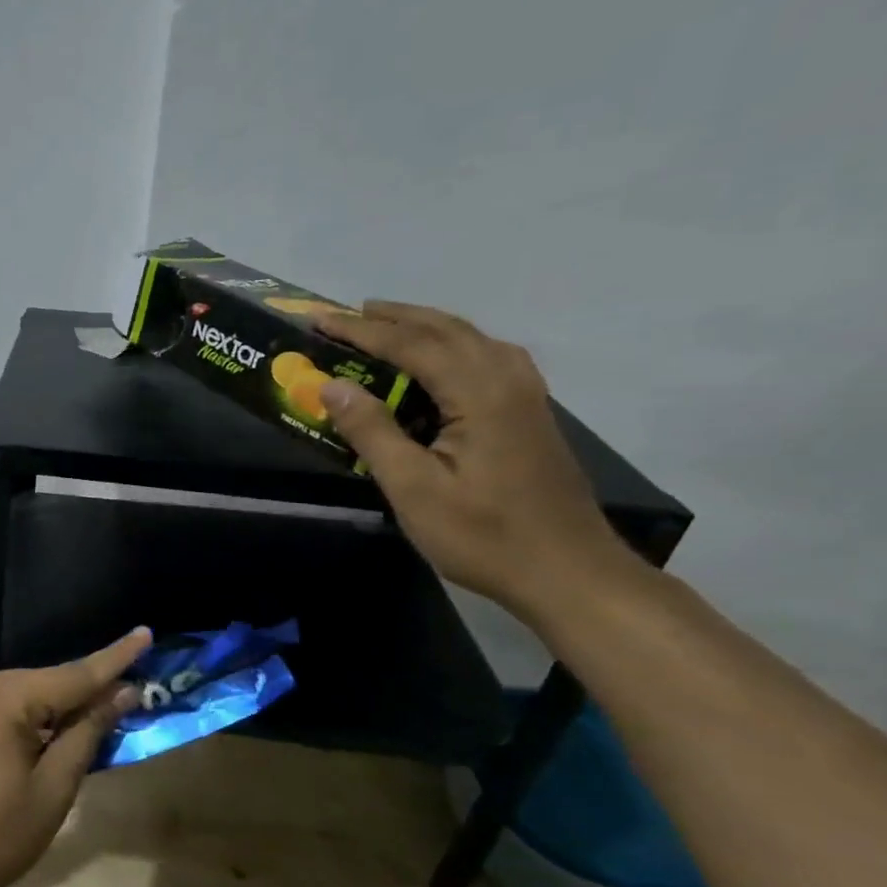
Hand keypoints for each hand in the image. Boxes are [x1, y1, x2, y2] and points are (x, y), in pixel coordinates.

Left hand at [0, 629, 151, 886]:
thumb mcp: (52, 790)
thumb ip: (87, 732)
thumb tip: (122, 691)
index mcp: (2, 696)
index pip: (72, 675)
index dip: (114, 659)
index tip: (145, 633)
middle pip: (42, 684)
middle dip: (79, 695)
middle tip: (120, 703)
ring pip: (16, 694)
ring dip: (47, 709)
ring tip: (77, 730)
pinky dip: (18, 716)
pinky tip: (31, 741)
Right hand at [315, 303, 633, 620]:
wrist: (568, 571)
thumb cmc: (482, 535)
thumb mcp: (413, 488)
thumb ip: (372, 432)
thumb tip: (332, 386)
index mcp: (479, 393)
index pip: (411, 345)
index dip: (360, 331)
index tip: (319, 320)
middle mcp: (508, 379)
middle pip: (446, 330)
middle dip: (393, 318)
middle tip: (347, 314)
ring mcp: (526, 395)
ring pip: (471, 339)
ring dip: (425, 326)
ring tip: (387, 325)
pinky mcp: (531, 413)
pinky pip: (487, 357)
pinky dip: (453, 345)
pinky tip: (442, 360)